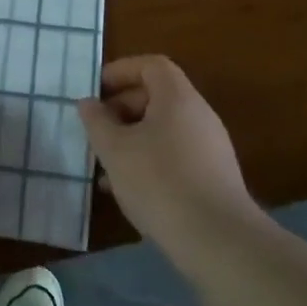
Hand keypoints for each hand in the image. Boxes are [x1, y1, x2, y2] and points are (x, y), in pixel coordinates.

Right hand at [78, 56, 253, 238]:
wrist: (217, 239)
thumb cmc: (159, 182)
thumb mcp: (115, 150)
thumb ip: (97, 121)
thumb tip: (89, 103)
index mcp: (178, 98)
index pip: (151, 66)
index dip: (121, 71)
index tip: (95, 90)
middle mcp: (199, 115)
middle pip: (157, 97)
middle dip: (121, 109)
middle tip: (96, 130)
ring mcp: (210, 147)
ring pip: (163, 130)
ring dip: (131, 139)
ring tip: (104, 164)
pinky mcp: (212, 177)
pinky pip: (174, 155)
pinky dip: (148, 160)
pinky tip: (127, 189)